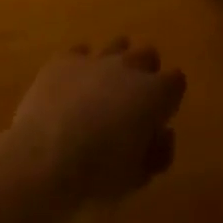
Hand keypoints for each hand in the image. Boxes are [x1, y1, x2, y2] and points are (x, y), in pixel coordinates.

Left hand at [0, 40, 185, 210]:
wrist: (45, 158)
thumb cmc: (99, 173)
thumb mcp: (138, 176)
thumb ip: (158, 151)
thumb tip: (161, 134)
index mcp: (155, 93)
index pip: (176, 81)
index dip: (169, 99)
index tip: (159, 117)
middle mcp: (129, 66)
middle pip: (148, 55)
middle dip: (145, 74)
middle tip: (132, 102)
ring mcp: (95, 59)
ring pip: (116, 46)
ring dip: (114, 65)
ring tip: (101, 91)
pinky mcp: (64, 60)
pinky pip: (79, 53)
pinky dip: (79, 68)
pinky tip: (70, 89)